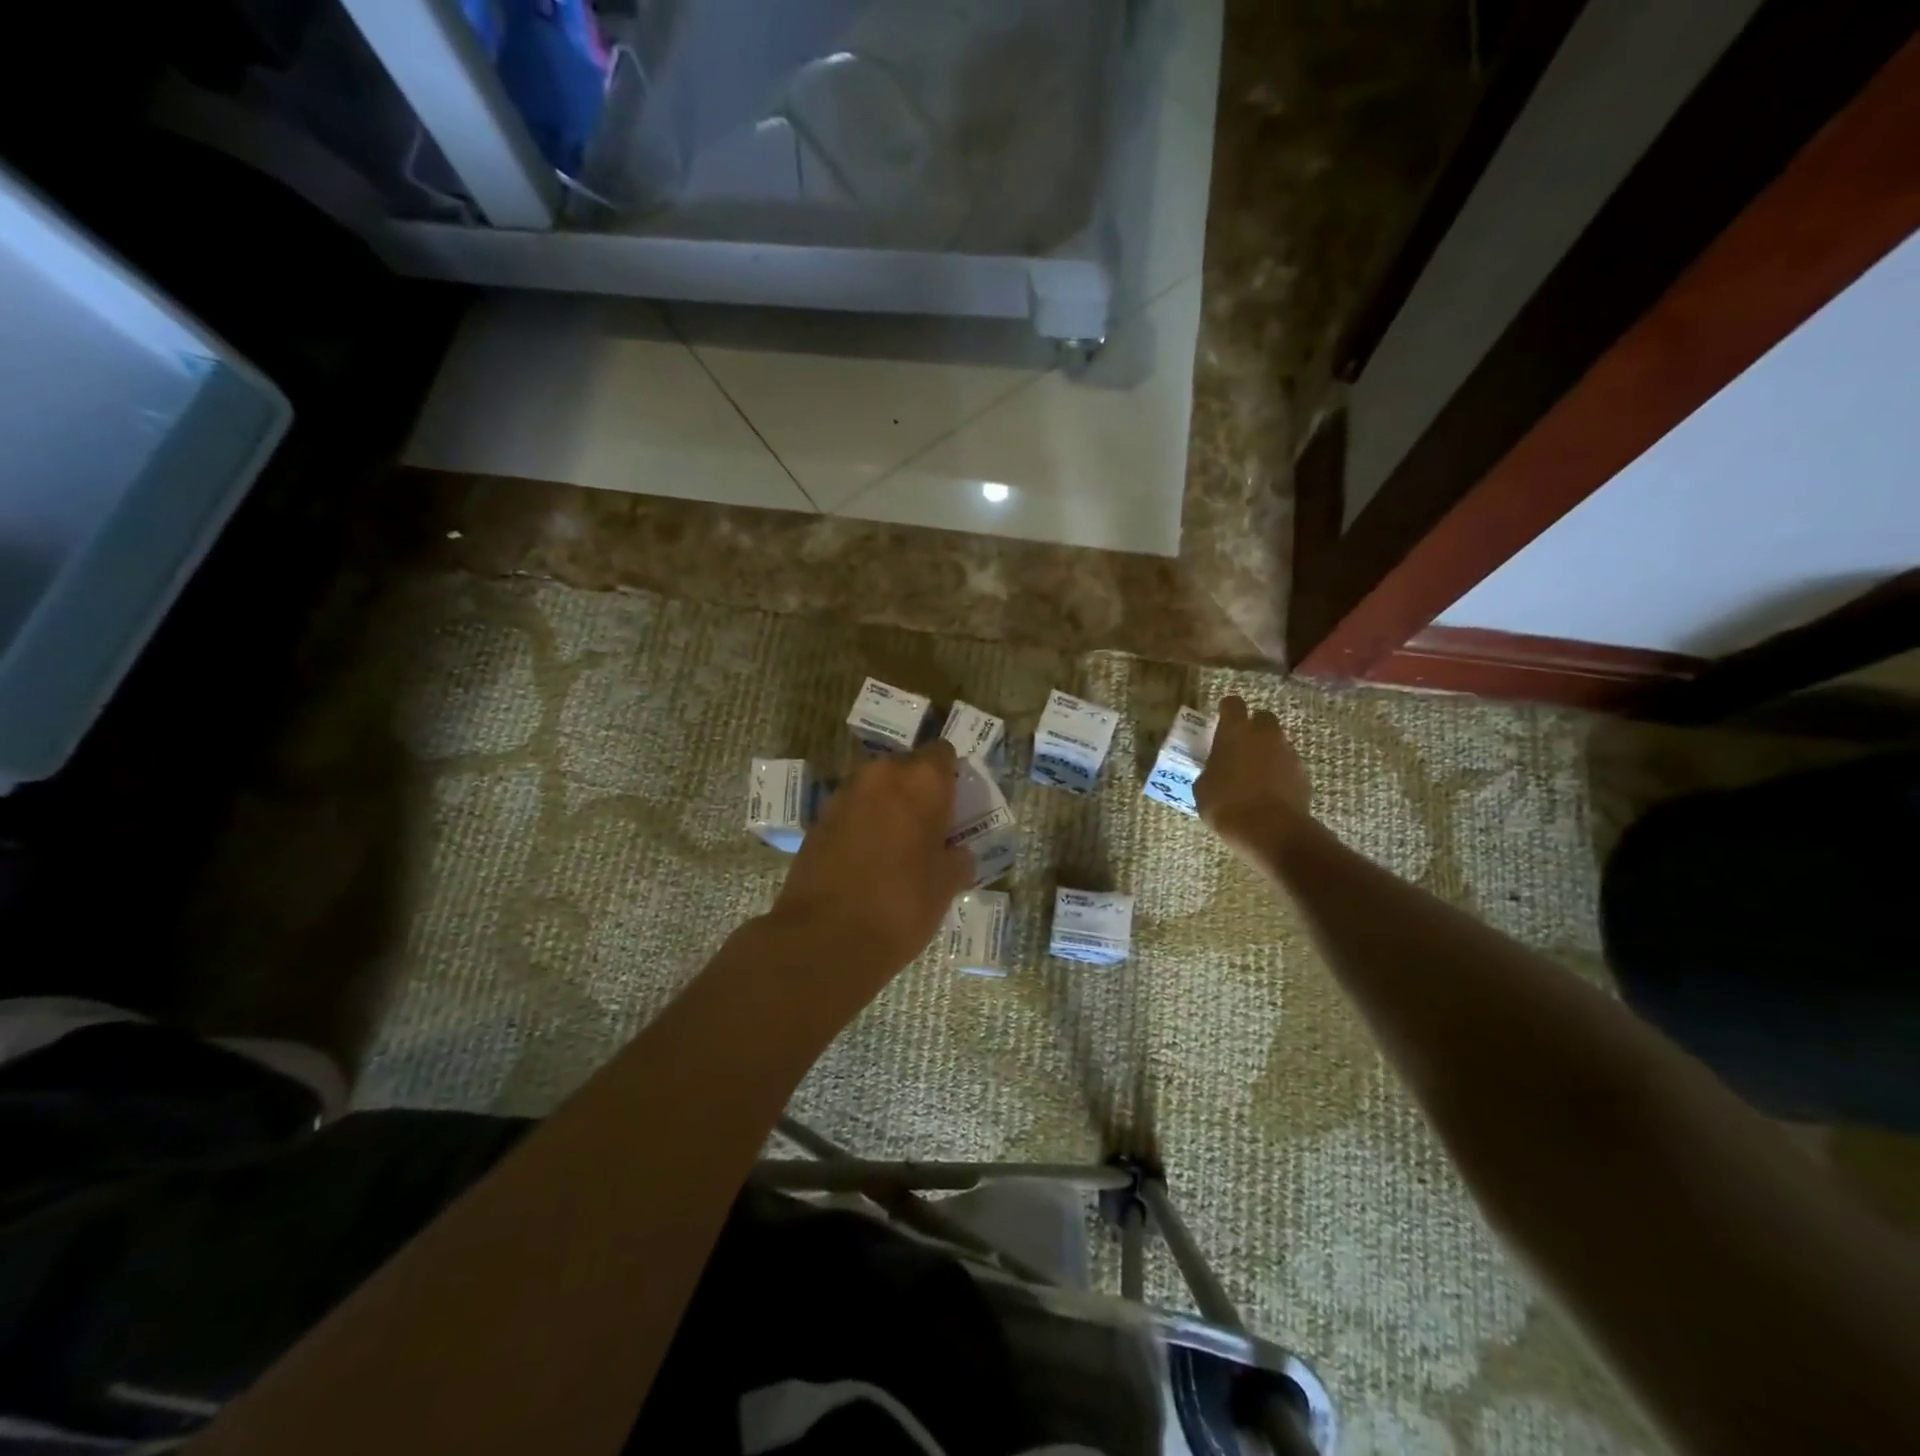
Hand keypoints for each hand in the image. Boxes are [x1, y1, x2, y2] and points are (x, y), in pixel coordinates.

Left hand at [768, 740, 974, 984]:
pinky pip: (852, 809)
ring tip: (897, 843)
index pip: (942, 754)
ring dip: (887, 805)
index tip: (954, 804)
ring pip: (876, 787)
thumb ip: (957, 859)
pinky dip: (862, 822)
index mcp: (922, 781)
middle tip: (928, 825)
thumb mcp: (946, 885)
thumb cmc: (902, 905)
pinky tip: (867, 857)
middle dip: (917, 790)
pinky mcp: (818, 818)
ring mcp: (844, 794)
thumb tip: (957, 854)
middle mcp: (881, 775)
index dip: (949, 776)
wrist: (826, 937)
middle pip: (906, 767)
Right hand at [1194, 696, 1313, 861]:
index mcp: (1234, 732)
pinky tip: (1269, 792)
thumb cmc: (1225, 804)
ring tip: (1254, 775)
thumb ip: (1210, 770)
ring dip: (1267, 752)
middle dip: (1254, 728)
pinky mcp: (1302, 774)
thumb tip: (1215, 771)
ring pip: (1277, 743)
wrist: (1269, 830)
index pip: (1233, 704)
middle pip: (1262, 718)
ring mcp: (1287, 753)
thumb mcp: (1203, 787)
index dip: (1227, 709)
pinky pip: (1288, 766)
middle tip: (1241, 746)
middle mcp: (1264, 735)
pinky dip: (1280, 773)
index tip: (1222, 718)